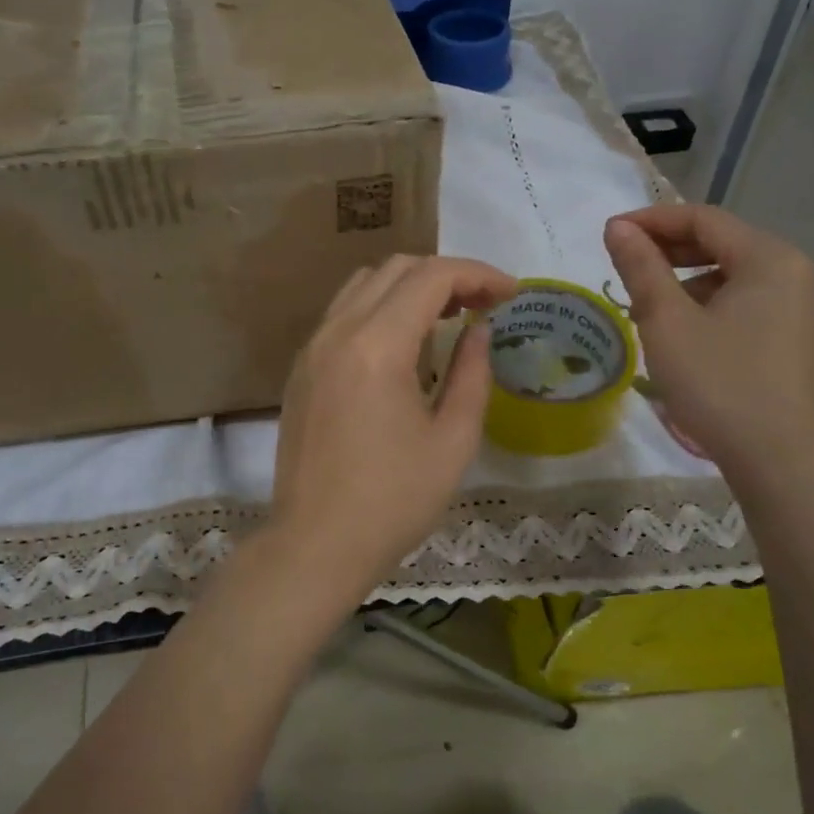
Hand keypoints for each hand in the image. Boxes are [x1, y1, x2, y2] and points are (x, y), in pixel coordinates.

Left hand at [258, 255, 515, 614]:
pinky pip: (343, 313)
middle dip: (447, 275)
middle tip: (484, 305)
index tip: (512, 294)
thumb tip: (479, 330)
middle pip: (395, 268)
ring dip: (410, 286)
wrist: (315, 544)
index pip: (431, 277)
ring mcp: (312, 347)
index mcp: (377, 346)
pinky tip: (404, 343)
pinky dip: (380, 308)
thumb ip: (472, 374)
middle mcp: (337, 331)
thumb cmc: (392, 502)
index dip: (478, 274)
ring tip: (448, 317)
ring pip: (364, 284)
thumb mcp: (452, 441)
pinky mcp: (301, 368)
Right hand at [604, 205, 813, 482]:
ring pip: (738, 275)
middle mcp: (800, 272)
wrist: (782, 464)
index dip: (652, 220)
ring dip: (689, 280)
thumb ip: (641, 267)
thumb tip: (617, 227)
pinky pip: (753, 302)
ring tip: (650, 307)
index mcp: (772, 259)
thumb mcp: (667, 322)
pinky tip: (687, 333)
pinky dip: (715, 304)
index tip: (609, 234)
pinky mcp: (807, 338)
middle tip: (624, 267)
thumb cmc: (719, 385)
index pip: (704, 219)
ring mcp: (810, 308)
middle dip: (669, 250)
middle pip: (724, 243)